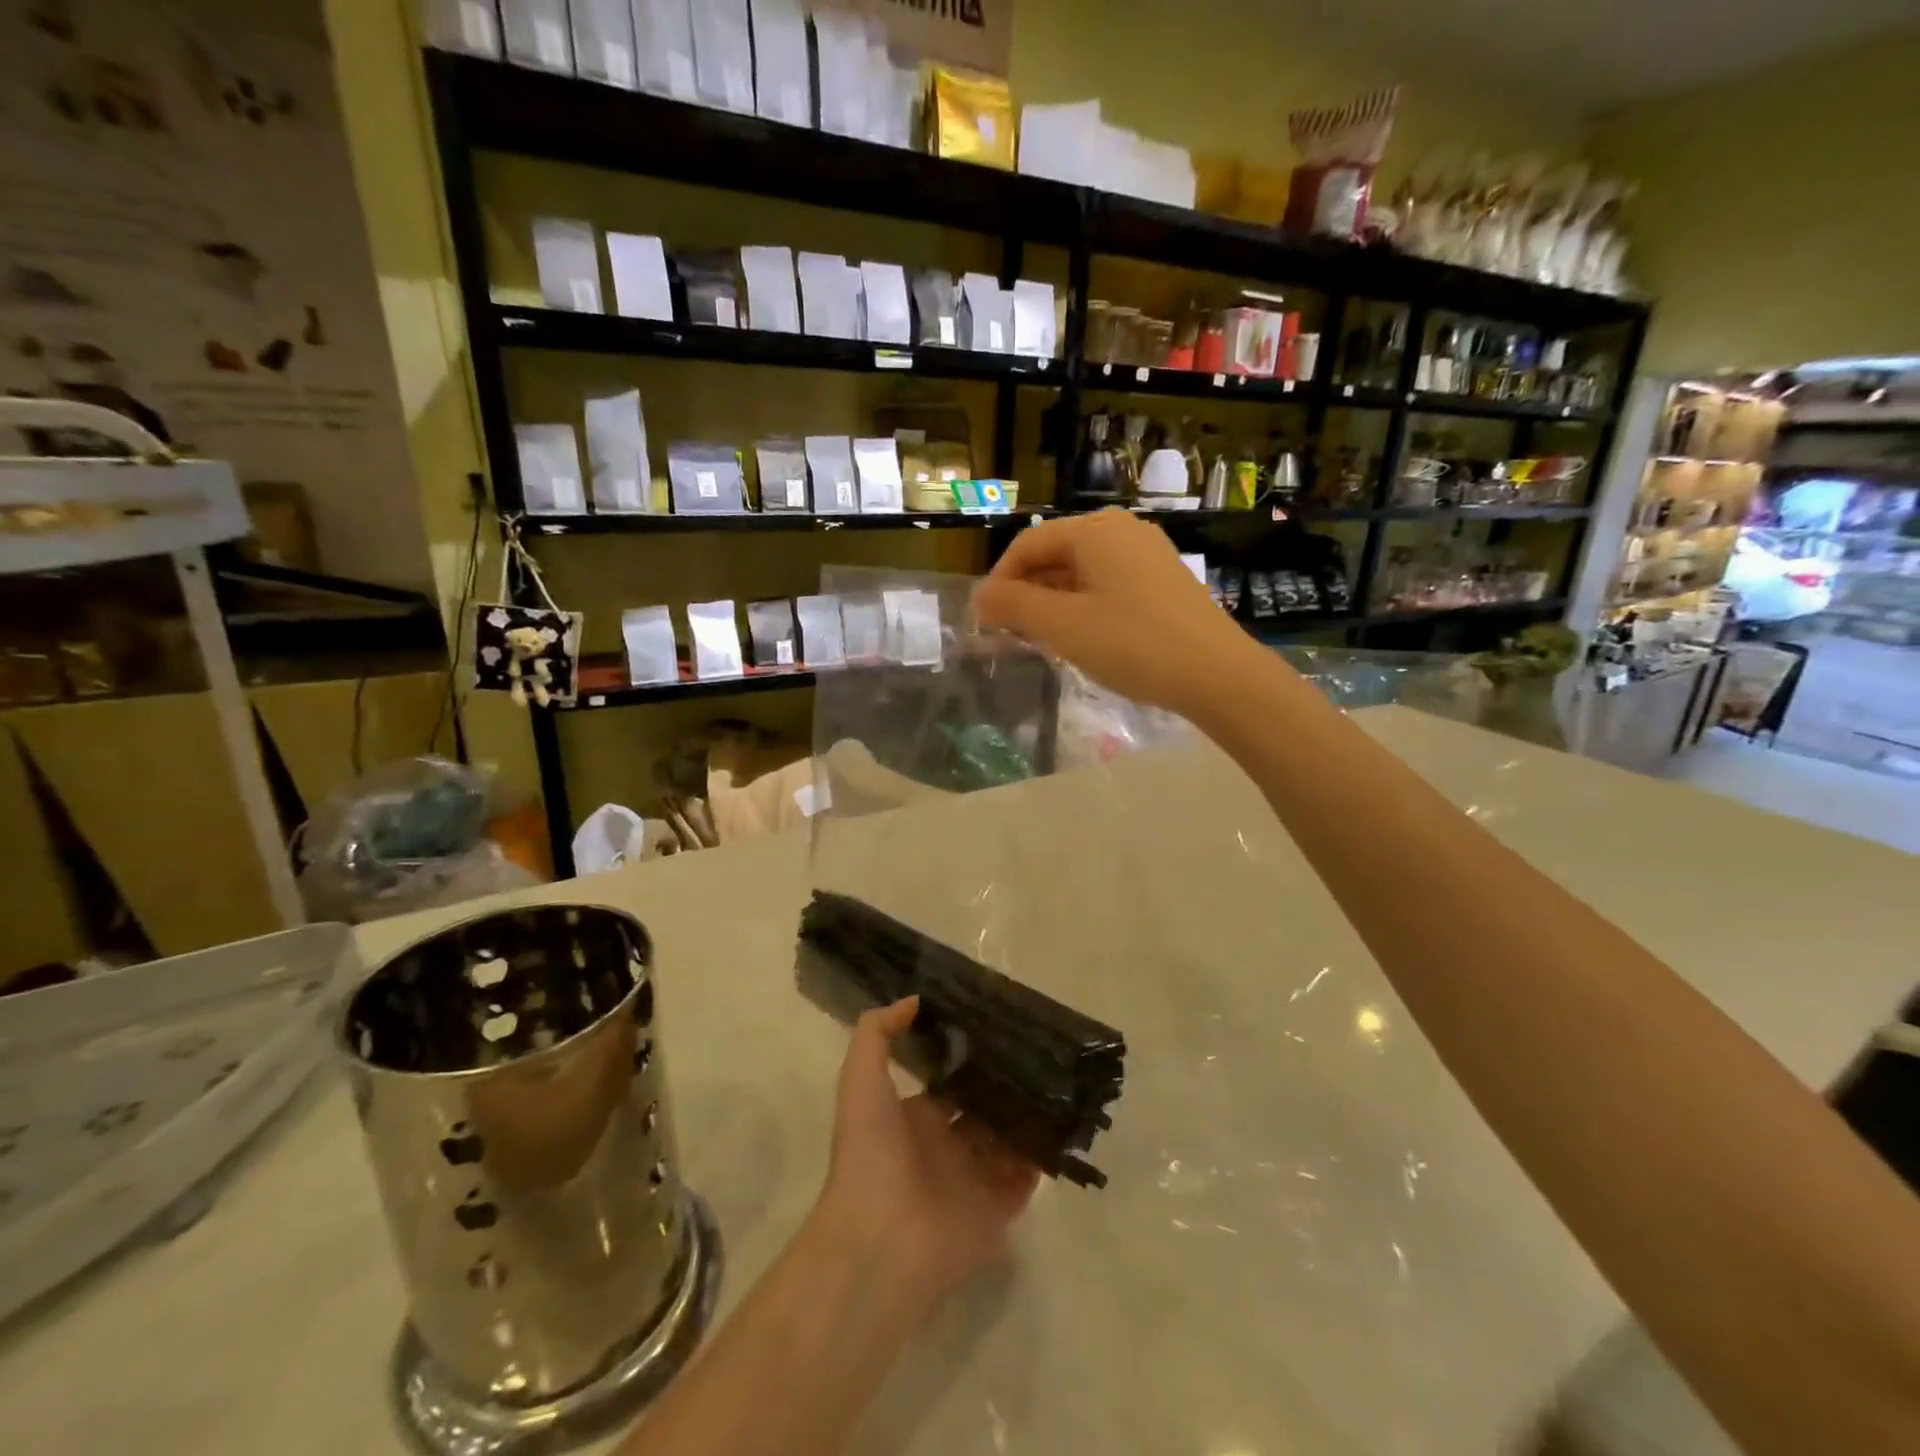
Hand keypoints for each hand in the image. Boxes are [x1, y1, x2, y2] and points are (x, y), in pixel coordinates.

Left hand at [811, 999, 1039, 1306]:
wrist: (880, 1241)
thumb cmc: (871, 1153)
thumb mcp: (861, 1080)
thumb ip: (878, 1033)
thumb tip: (914, 1000)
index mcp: (915, 1119)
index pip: (950, 1083)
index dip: (971, 1060)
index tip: (1001, 1029)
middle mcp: (945, 1148)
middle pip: (984, 1110)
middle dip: (1006, 1086)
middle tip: (1041, 1052)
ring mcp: (972, 1182)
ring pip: (1008, 1141)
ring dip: (1028, 1118)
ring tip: (1061, 1082)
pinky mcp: (996, 1213)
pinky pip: (1025, 1181)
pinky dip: (1041, 1159)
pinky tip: (1062, 1126)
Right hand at [973, 509, 1260, 716]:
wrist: (1217, 674)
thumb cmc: (1133, 644)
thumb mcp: (1063, 626)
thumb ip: (1014, 606)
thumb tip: (980, 597)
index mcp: (1095, 531)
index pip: (1028, 544)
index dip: (999, 580)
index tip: (984, 620)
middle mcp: (1122, 530)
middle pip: (1055, 554)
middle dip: (1026, 592)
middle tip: (1009, 633)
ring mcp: (1148, 553)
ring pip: (1082, 571)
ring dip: (1053, 601)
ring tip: (1040, 639)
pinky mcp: (1163, 580)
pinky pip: (1108, 583)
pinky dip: (1083, 605)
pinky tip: (1081, 637)